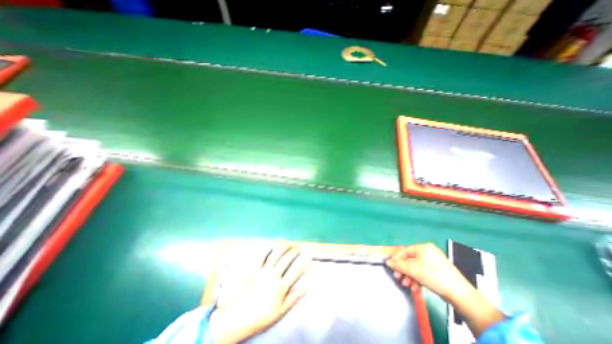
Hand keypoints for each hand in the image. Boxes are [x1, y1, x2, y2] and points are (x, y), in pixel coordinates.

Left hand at [210, 247, 310, 343]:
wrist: (238, 318)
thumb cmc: (262, 316)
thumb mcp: (281, 311)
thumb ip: (294, 297)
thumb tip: (307, 286)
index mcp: (281, 287)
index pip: (296, 271)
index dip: (303, 262)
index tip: (308, 255)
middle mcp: (274, 276)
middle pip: (287, 259)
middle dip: (295, 251)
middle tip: (299, 246)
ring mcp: (263, 271)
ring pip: (276, 255)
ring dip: (284, 247)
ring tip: (289, 243)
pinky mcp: (254, 269)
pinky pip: (261, 256)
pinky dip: (268, 249)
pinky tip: (273, 245)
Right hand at [386, 243, 507, 336]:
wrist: (460, 295)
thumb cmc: (434, 276)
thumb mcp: (413, 270)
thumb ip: (398, 265)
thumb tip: (387, 262)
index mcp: (423, 247)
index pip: (404, 251)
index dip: (396, 259)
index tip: (391, 267)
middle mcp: (428, 252)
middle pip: (410, 260)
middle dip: (403, 270)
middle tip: (398, 278)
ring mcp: (434, 262)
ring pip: (416, 267)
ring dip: (409, 276)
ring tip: (407, 284)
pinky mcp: (439, 271)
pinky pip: (423, 272)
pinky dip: (418, 279)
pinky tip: (415, 287)